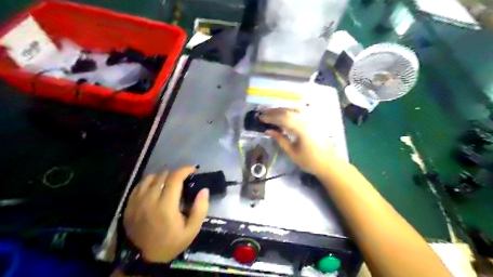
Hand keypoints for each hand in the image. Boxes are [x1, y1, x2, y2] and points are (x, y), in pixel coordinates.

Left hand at [124, 166, 208, 262]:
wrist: (144, 258)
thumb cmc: (171, 242)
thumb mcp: (192, 230)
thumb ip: (200, 209)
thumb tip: (204, 190)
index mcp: (166, 206)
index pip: (174, 178)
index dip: (184, 170)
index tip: (192, 170)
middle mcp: (149, 200)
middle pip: (163, 175)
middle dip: (175, 174)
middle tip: (183, 180)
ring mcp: (137, 201)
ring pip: (150, 177)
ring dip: (162, 177)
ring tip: (169, 183)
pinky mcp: (129, 205)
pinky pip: (139, 185)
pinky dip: (149, 182)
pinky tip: (155, 188)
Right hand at [259, 109, 336, 174]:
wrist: (329, 163)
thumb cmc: (309, 161)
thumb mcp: (292, 152)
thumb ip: (280, 139)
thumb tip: (268, 131)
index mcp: (301, 129)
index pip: (282, 118)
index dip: (270, 117)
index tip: (260, 118)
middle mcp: (306, 120)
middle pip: (288, 111)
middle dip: (274, 111)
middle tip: (263, 113)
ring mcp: (311, 119)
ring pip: (294, 109)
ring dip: (281, 109)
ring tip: (271, 112)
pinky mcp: (314, 121)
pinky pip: (301, 111)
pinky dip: (290, 110)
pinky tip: (285, 112)